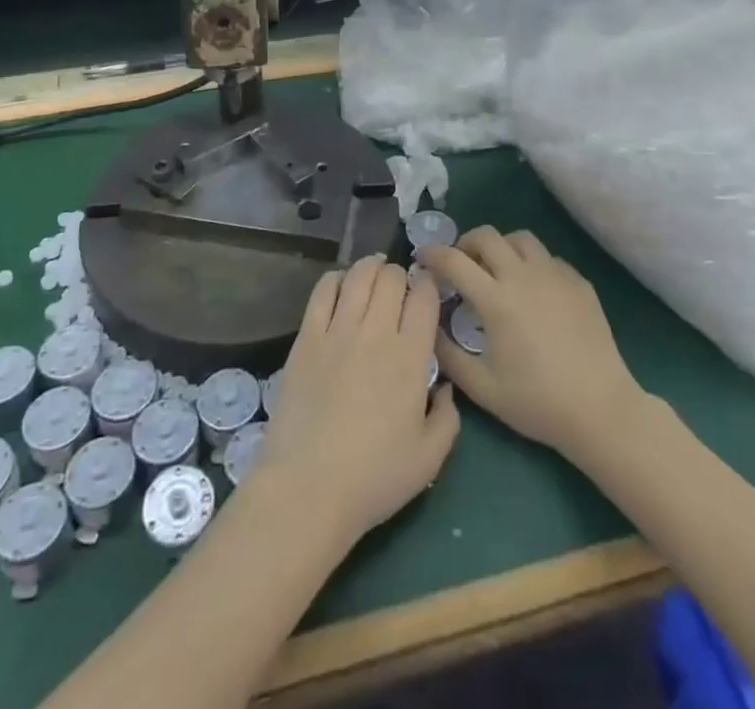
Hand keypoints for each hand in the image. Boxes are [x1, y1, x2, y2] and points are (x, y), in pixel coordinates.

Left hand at [253, 257, 459, 549]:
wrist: (308, 487)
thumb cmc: (374, 477)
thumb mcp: (429, 458)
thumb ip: (448, 417)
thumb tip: (445, 386)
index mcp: (410, 357)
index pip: (425, 298)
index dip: (428, 285)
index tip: (427, 289)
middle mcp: (376, 332)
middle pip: (391, 278)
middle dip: (400, 274)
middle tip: (400, 285)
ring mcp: (338, 331)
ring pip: (358, 276)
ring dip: (370, 267)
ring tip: (374, 271)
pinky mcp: (307, 337)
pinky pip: (322, 290)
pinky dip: (335, 278)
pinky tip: (340, 284)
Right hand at [422, 228, 648, 459]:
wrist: (601, 409)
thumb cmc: (537, 402)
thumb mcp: (482, 388)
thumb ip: (447, 355)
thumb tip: (428, 327)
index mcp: (496, 299)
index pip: (454, 260)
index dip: (432, 254)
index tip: (422, 258)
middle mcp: (524, 276)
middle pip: (487, 235)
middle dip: (465, 243)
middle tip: (460, 264)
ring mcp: (555, 275)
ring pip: (521, 238)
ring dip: (500, 247)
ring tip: (497, 270)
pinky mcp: (579, 282)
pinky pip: (548, 258)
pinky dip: (531, 264)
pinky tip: (532, 290)